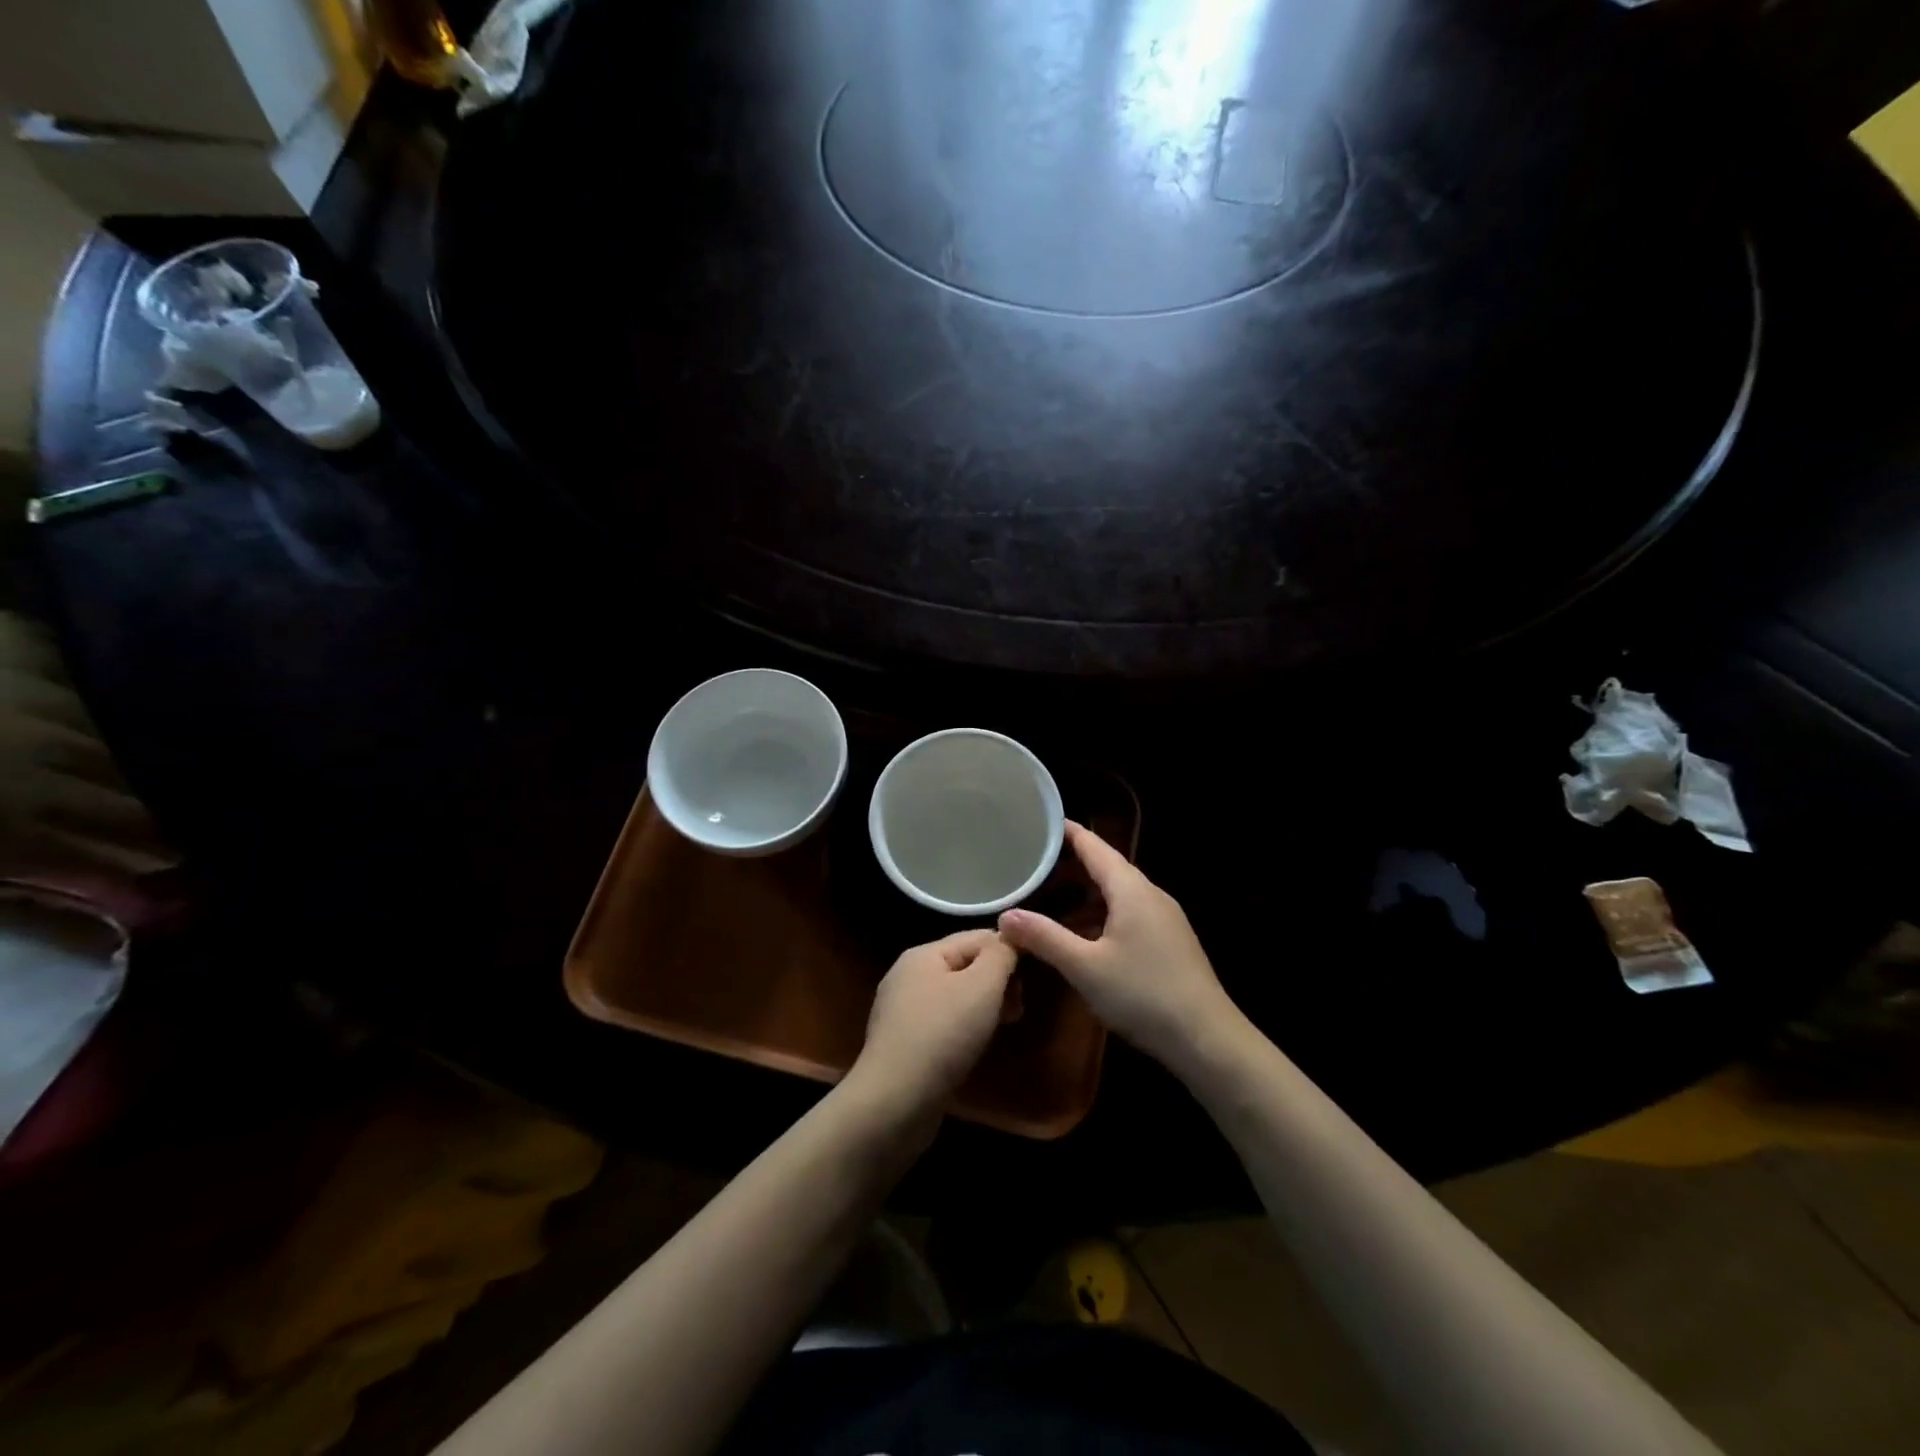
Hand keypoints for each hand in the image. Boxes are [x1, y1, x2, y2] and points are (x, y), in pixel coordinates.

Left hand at [846, 929, 1018, 1123]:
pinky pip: (944, 1023)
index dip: (1008, 951)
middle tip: (1018, 1008)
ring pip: (956, 996)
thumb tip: (1011, 937)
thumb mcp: (982, 986)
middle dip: (997, 982)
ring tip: (1004, 1026)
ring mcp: (902, 1011)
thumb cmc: (942, 1035)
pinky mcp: (904, 1043)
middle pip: (965, 965)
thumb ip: (1001, 955)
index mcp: (923, 954)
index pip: (977, 937)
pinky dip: (965, 1028)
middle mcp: (908, 976)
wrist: (894, 1102)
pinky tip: (976, 1047)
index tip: (1032, 980)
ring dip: (984, 1006)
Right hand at [999, 823, 1240, 1070]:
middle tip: (1032, 864)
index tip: (1038, 822)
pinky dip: (1101, 911)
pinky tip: (1084, 933)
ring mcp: (1164, 918)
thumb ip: (1045, 937)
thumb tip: (1005, 916)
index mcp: (1131, 890)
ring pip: (1118, 892)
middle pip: (1106, 867)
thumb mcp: (1085, 967)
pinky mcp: (1170, 941)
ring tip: (1050, 896)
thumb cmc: (1144, 995)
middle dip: (1070, 863)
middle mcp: (1150, 894)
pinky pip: (1129, 912)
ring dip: (1085, 891)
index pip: (1094, 846)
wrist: (1207, 1039)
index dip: (1066, 832)